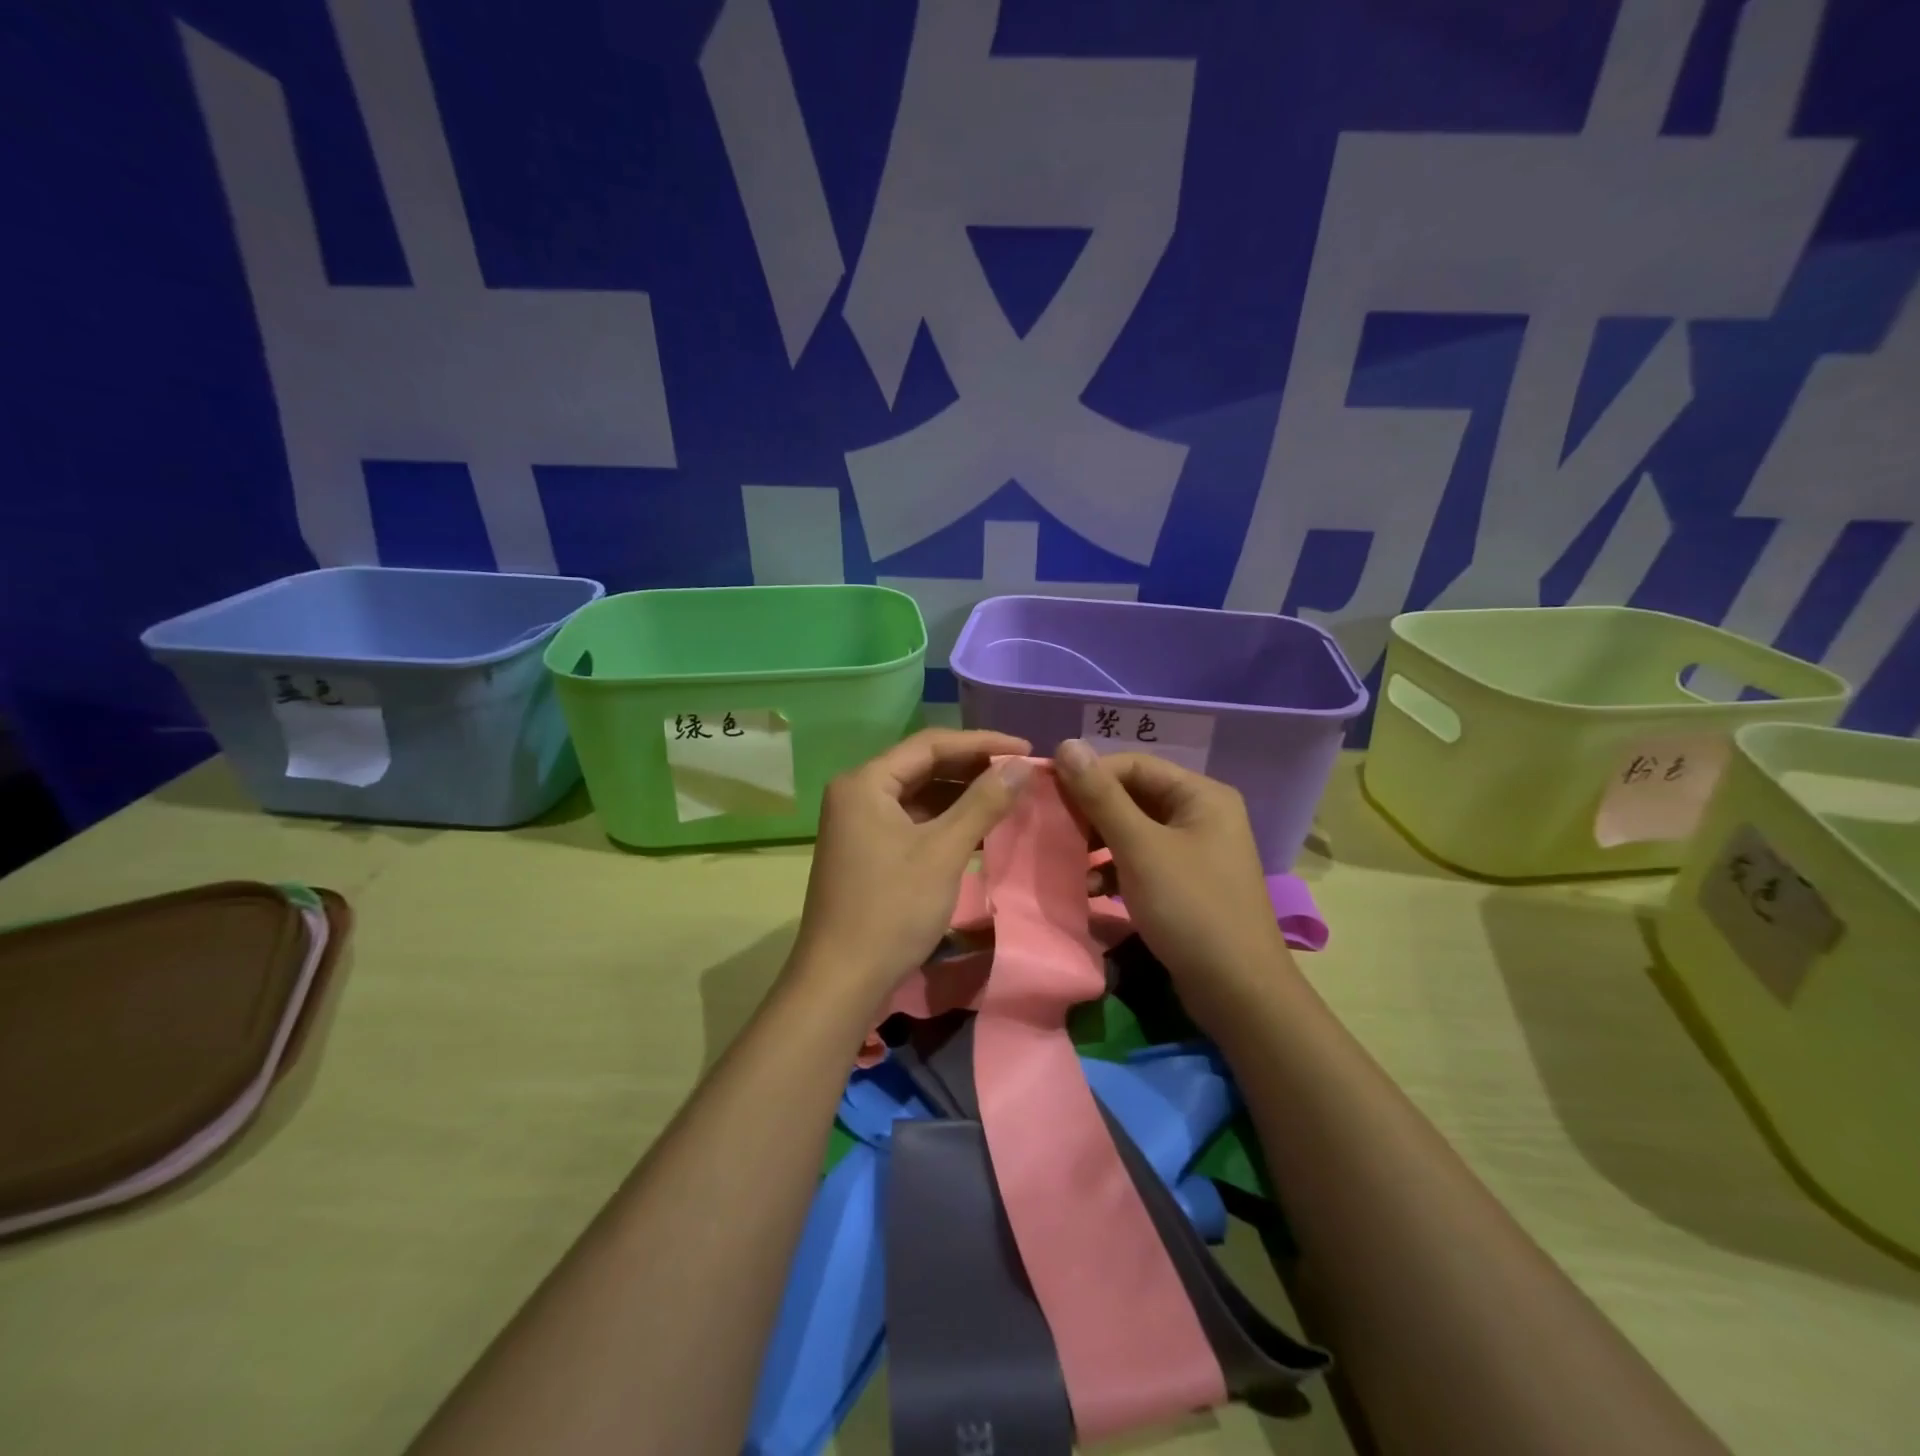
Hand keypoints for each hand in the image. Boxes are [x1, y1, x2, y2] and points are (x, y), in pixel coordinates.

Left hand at [789, 728, 1031, 1007]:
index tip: (1026, 749)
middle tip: (1021, 772)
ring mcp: (859, 824)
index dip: (982, 743)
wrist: (841, 980)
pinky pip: (913, 821)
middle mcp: (857, 793)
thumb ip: (983, 803)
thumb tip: (1023, 764)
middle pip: (923, 766)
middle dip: (973, 768)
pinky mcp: (868, 851)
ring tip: (1009, 796)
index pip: (930, 744)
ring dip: (962, 795)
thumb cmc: (891, 909)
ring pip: (919, 795)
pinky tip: (981, 828)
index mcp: (866, 782)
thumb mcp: (943, 851)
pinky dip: (946, 821)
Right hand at [1055, 739, 1290, 1021]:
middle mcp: (1202, 815)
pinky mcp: (1186, 885)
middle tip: (1052, 828)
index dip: (1089, 774)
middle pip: (1134, 798)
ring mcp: (1195, 852)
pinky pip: (1142, 862)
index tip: (1046, 791)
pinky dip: (1114, 871)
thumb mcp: (1140, 848)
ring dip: (1098, 845)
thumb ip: (1101, 796)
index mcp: (1201, 796)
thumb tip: (1065, 744)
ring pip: (1134, 832)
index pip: (1134, 766)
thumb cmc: (1190, 908)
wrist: (1238, 993)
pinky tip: (1090, 889)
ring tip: (1066, 861)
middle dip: (1091, 813)